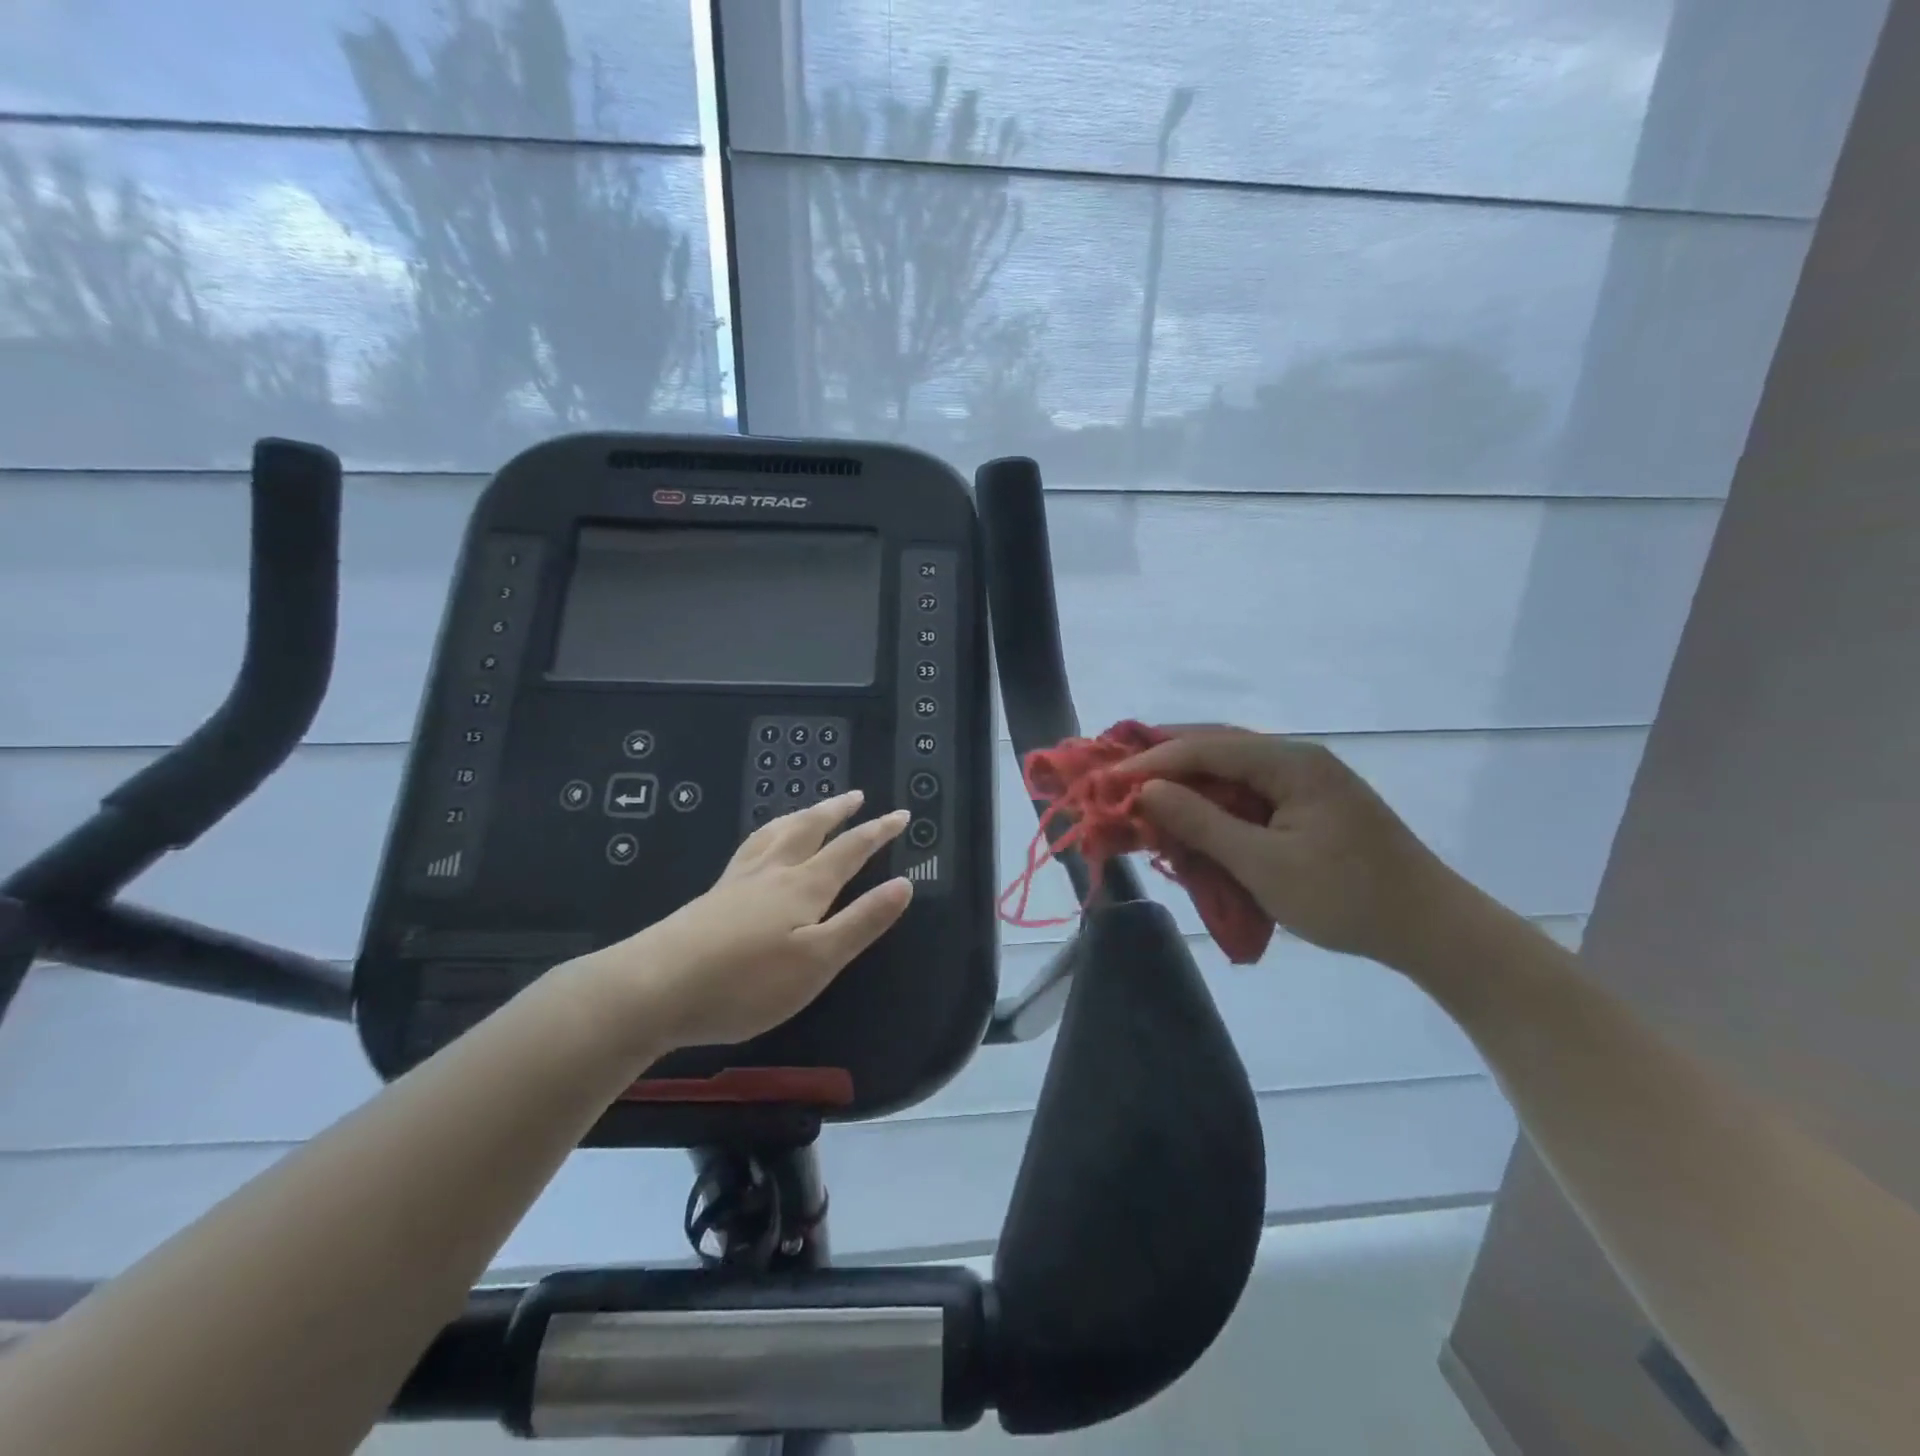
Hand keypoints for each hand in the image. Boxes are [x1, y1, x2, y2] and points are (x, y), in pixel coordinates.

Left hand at [581, 791, 913, 1051]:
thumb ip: (862, 921)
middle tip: (856, 795)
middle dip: (837, 811)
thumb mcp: (818, 960)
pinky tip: (759, 847)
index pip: (850, 849)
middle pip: (809, 828)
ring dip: (801, 815)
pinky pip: (749, 848)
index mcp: (804, 886)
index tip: (901, 813)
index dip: (878, 831)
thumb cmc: (747, 982)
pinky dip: (766, 834)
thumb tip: (904, 884)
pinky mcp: (712, 897)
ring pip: (775, 833)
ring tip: (811, 808)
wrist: (655, 988)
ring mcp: (738, 881)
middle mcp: (773, 872)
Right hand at [1121, 726, 1459, 969]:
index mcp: (1290, 762)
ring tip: (1143, 799)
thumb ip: (1202, 823)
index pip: (1206, 747)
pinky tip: (1190, 820)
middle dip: (1163, 764)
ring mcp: (1304, 782)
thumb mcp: (1264, 865)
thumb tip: (1147, 790)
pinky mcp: (1307, 806)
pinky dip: (1212, 805)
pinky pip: (1247, 794)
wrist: (1431, 929)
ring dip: (1186, 785)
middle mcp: (1296, 759)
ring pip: (1229, 771)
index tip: (1108, 780)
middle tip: (1117, 781)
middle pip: (1216, 748)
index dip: (1152, 761)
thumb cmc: (1347, 898)